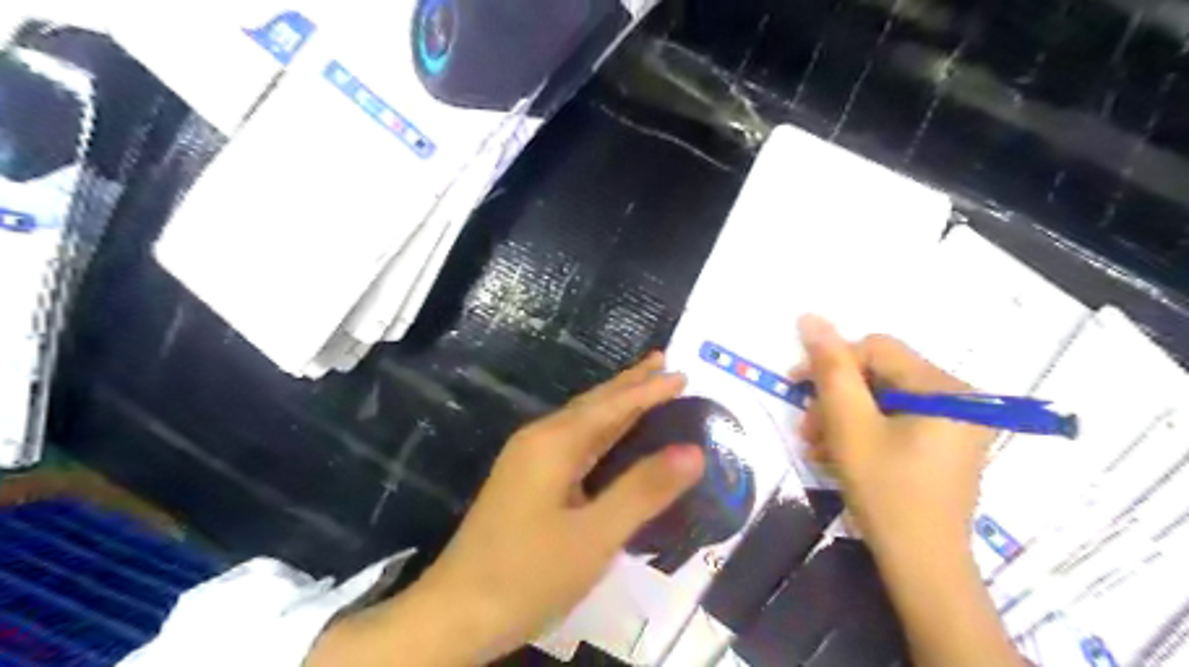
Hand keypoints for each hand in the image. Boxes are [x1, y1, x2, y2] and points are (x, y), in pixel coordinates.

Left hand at [313, 351, 702, 663]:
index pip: (613, 406)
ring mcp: (528, 460)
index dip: (649, 390)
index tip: (682, 374)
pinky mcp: (526, 480)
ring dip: (615, 404)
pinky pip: (573, 442)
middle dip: (630, 383)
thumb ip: (644, 490)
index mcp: (555, 442)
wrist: (456, 613)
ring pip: (581, 421)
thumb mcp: (595, 536)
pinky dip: (600, 430)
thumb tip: (693, 451)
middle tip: (663, 363)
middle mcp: (539, 439)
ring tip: (644, 388)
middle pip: (593, 403)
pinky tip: (609, 437)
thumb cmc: (528, 574)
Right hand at [793, 313, 1027, 666]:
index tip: (796, 387)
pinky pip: (894, 421)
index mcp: (943, 388)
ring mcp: (953, 423)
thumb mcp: (849, 425)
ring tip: (817, 447)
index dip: (831, 362)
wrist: (922, 565)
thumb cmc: (886, 492)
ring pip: (882, 399)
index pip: (875, 349)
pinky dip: (862, 432)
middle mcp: (958, 398)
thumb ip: (831, 368)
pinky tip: (838, 454)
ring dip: (842, 418)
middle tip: (808, 429)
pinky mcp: (943, 444)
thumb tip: (810, 317)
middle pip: (878, 375)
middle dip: (835, 399)